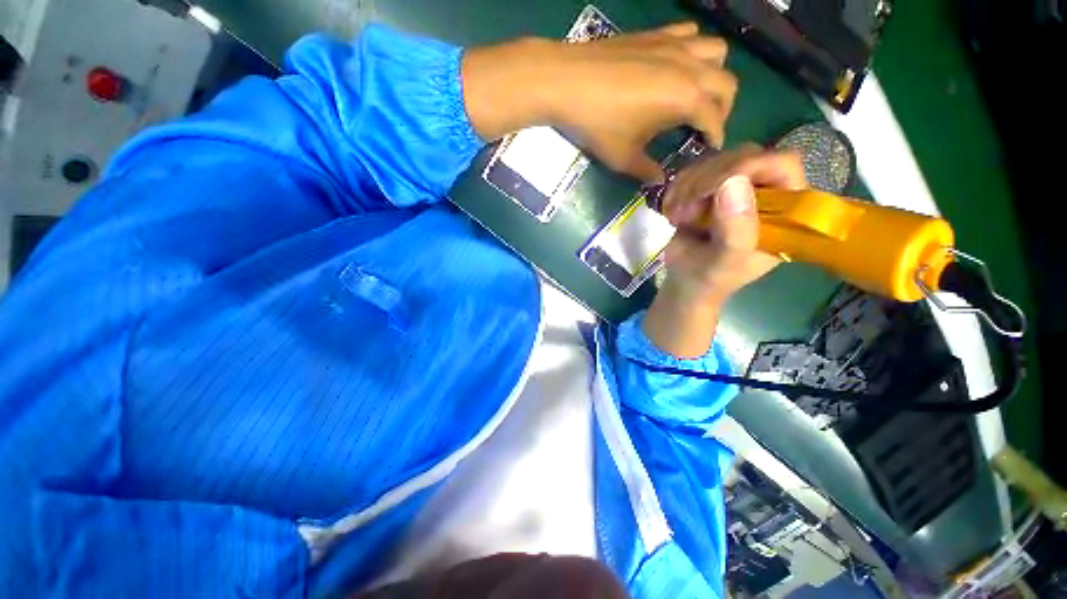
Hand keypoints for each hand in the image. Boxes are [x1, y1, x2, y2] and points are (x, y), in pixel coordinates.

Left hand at [462, 23, 737, 181]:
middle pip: (727, 83)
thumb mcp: (623, 157)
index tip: (710, 149)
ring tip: (696, 95)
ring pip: (716, 52)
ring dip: (715, 74)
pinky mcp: (658, 33)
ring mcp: (675, 44)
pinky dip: (695, 49)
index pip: (715, 119)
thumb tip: (658, 180)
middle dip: (723, 108)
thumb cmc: (598, 124)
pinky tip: (677, 66)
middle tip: (704, 126)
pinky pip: (691, 34)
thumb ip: (645, 171)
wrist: (567, 81)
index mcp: (686, 99)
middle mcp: (690, 67)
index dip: (716, 137)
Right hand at [642, 146, 805, 356]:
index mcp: (785, 211)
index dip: (748, 166)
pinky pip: (695, 169)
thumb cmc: (710, 279)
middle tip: (686, 211)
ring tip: (678, 216)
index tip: (711, 189)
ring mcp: (737, 187)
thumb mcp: (725, 263)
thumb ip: (736, 231)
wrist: (684, 282)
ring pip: (716, 160)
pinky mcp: (712, 187)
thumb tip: (734, 182)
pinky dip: (678, 187)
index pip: (781, 164)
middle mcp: (766, 192)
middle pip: (744, 155)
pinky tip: (672, 209)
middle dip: (708, 180)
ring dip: (688, 186)